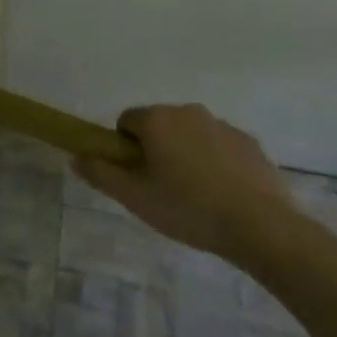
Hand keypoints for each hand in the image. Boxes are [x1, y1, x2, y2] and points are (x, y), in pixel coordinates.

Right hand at [75, 104, 298, 265]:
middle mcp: (187, 111)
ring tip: (197, 197)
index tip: (137, 177)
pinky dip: (215, 162)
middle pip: (159, 125)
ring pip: (190, 134)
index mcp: (157, 120)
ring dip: (186, 155)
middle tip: (163, 190)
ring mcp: (221, 124)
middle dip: (157, 150)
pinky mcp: (248, 141)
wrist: (261, 226)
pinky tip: (224, 195)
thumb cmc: (189, 209)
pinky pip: (219, 146)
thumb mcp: (137, 199)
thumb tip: (75, 156)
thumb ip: (102, 174)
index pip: (126, 121)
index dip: (125, 148)